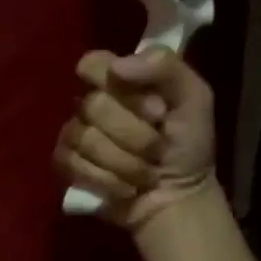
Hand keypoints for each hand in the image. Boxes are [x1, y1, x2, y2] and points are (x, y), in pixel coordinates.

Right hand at [55, 46, 217, 232]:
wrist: (178, 197)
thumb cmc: (189, 145)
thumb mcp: (195, 98)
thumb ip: (165, 68)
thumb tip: (117, 67)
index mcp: (119, 80)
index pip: (93, 64)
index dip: (120, 85)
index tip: (155, 109)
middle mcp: (91, 103)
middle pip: (93, 105)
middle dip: (135, 134)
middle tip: (158, 147)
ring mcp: (74, 133)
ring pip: (84, 138)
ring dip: (125, 162)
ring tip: (145, 171)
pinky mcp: (65, 163)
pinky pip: (72, 163)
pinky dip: (107, 180)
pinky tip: (125, 186)